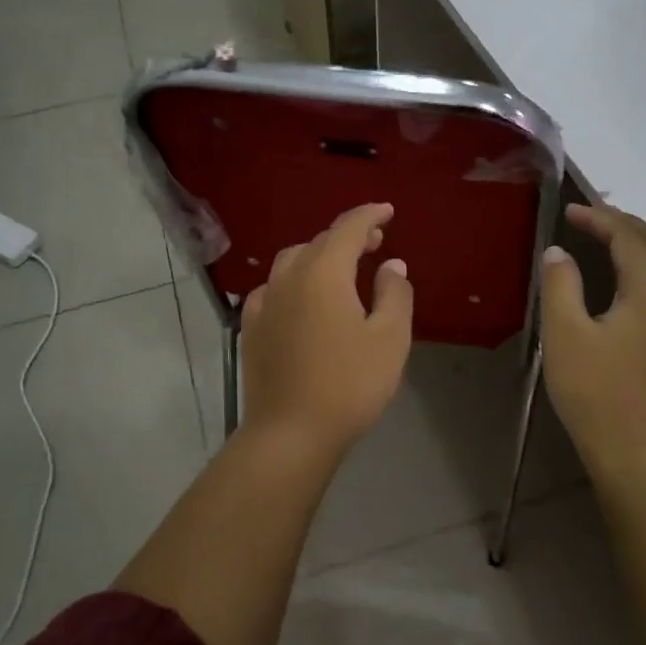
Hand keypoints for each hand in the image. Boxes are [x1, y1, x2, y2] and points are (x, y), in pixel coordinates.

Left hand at [238, 203, 413, 459]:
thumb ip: (394, 294)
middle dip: (348, 236)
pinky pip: (273, 288)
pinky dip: (294, 281)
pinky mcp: (251, 328)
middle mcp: (288, 278)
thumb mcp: (389, 339)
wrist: (290, 432)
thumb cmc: (349, 384)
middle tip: (374, 242)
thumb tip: (390, 265)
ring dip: (319, 256)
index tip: (387, 211)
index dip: (370, 215)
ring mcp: (264, 302)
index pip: (348, 228)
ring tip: (341, 269)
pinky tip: (301, 299)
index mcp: (323, 273)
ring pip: (292, 262)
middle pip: (319, 242)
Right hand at [540, 204, 645, 487]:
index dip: (600, 218)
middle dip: (628, 225)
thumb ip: (561, 285)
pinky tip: (644, 298)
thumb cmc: (598, 394)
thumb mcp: (564, 335)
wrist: (644, 458)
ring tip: (616, 247)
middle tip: (594, 219)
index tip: (570, 211)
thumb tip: (559, 252)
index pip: (629, 236)